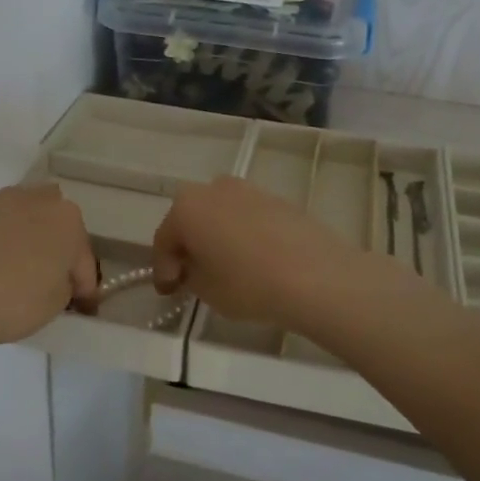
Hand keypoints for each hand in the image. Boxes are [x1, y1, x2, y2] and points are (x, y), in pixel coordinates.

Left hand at [0, 184, 98, 354]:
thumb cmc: (7, 301)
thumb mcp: (53, 307)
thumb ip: (63, 286)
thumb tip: (55, 279)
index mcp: (65, 220)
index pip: (83, 256)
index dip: (83, 285)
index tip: (78, 306)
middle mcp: (30, 200)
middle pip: (51, 221)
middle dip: (52, 244)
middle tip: (44, 278)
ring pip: (14, 219)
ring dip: (16, 240)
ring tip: (5, 275)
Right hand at [152, 176, 380, 330]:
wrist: (316, 275)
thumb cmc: (248, 284)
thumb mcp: (206, 290)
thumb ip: (190, 274)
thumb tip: (192, 267)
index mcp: (186, 207)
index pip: (164, 240)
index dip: (163, 269)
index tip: (169, 292)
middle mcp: (213, 188)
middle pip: (191, 219)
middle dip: (188, 246)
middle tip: (191, 275)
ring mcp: (249, 189)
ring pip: (220, 214)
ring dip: (216, 237)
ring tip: (224, 267)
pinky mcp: (278, 199)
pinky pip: (247, 217)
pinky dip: (242, 234)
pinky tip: (253, 259)